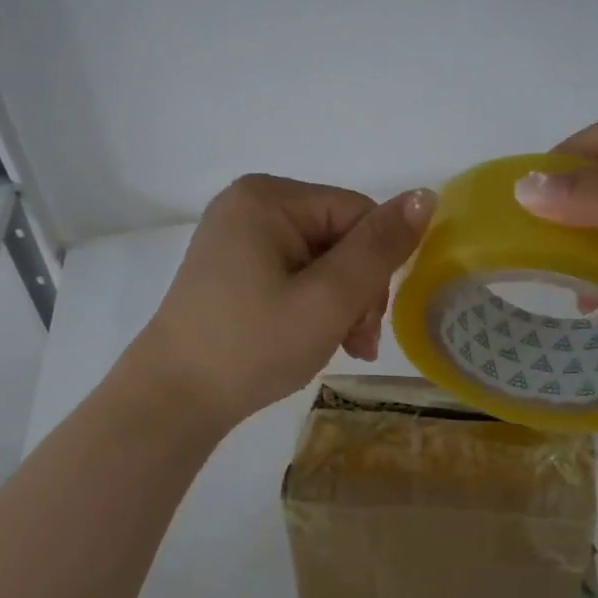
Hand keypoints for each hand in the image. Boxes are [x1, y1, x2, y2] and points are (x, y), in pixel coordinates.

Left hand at [135, 174, 434, 427]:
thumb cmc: (252, 346)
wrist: (172, 401)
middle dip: (357, 290)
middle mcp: (250, 204)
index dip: (376, 267)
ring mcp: (237, 235)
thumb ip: (379, 248)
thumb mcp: (327, 299)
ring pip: (321, 258)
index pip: (357, 214)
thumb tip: (426, 196)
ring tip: (339, 346)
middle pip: (339, 236)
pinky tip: (311, 337)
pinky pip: (293, 272)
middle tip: (355, 343)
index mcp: (268, 197)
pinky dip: (312, 304)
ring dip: (339, 303)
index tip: (368, 325)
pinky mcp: (232, 266)